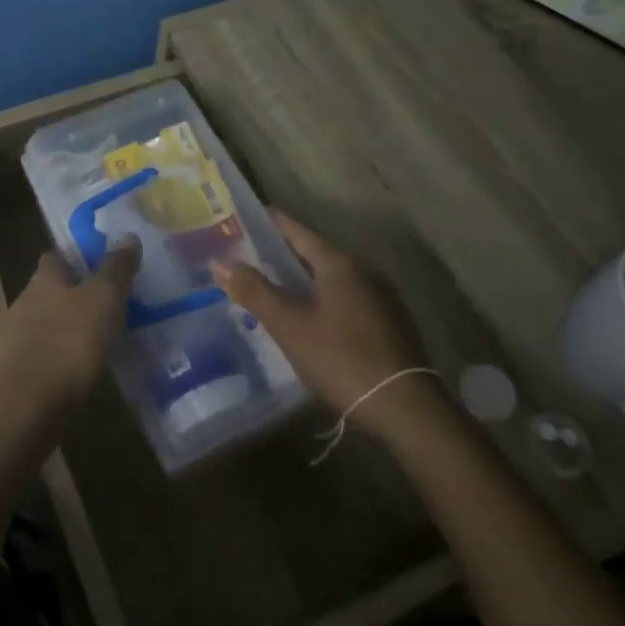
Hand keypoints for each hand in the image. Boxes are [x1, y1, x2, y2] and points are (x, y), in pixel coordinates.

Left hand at [0, 239, 140, 424]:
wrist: (28, 407)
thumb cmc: (69, 342)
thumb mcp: (104, 299)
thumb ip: (116, 268)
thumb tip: (128, 235)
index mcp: (43, 279)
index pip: (55, 255)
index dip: (76, 257)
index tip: (100, 263)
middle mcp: (24, 301)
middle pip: (50, 289)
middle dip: (73, 293)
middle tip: (107, 302)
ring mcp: (16, 339)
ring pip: (46, 322)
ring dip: (67, 327)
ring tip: (99, 338)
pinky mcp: (17, 372)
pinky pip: (44, 354)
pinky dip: (61, 356)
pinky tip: (80, 369)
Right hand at [213, 213, 433, 434]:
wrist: (404, 408)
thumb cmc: (341, 359)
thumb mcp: (290, 326)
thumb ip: (255, 291)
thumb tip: (219, 261)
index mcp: (340, 265)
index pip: (299, 232)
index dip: (272, 223)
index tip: (248, 217)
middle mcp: (364, 272)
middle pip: (317, 254)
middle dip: (285, 253)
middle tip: (251, 254)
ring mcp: (381, 299)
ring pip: (333, 279)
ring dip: (304, 279)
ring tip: (272, 285)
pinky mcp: (389, 324)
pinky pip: (346, 299)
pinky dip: (322, 299)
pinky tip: (308, 317)